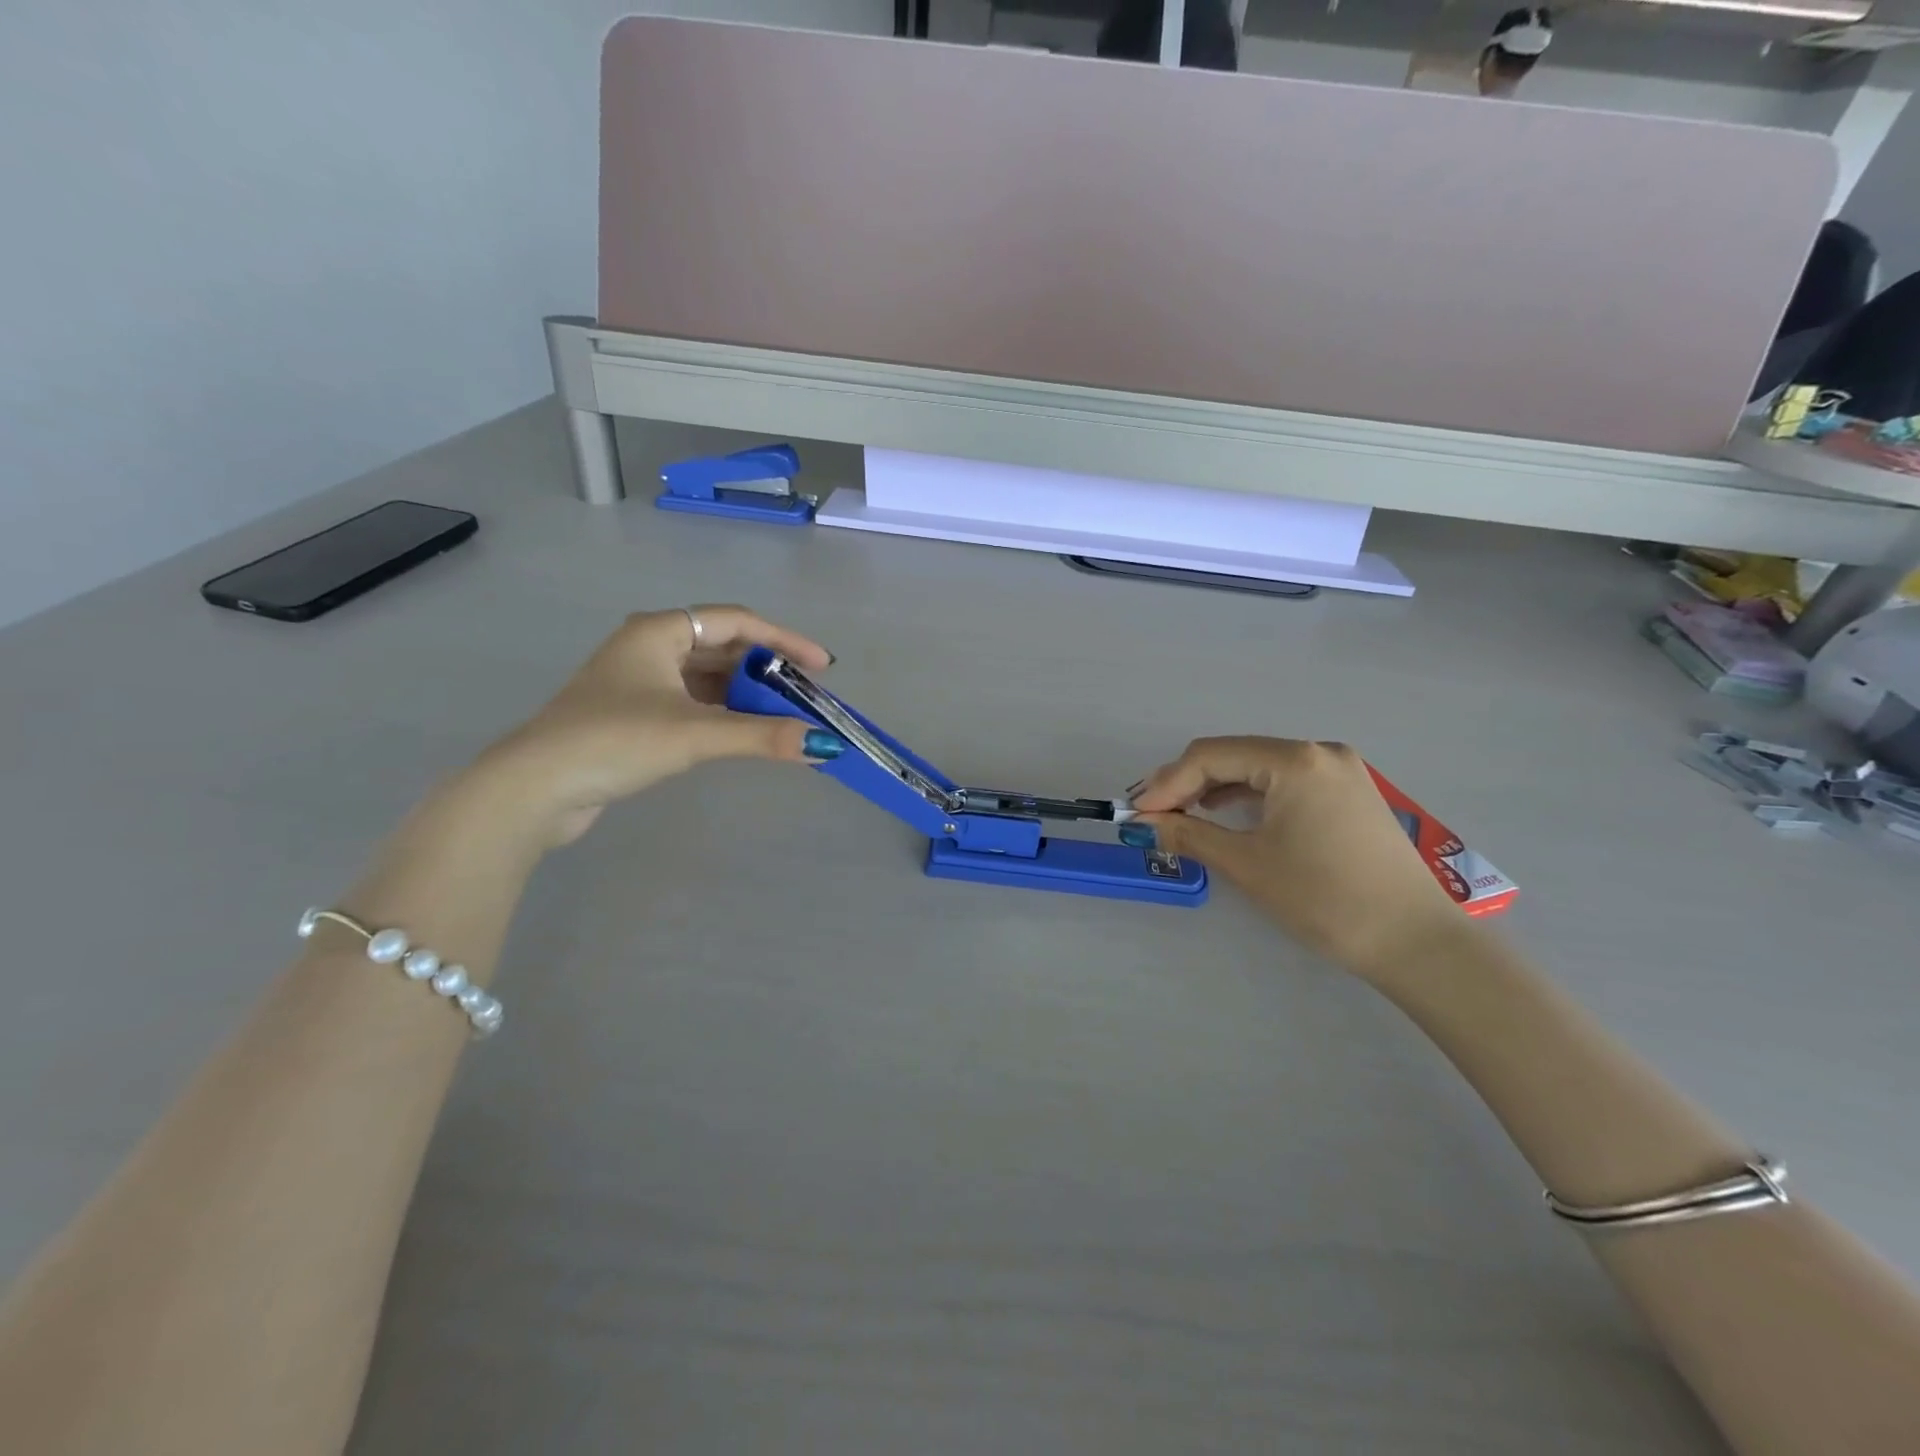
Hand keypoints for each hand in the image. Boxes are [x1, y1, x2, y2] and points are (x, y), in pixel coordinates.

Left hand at [476, 605, 841, 845]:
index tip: (822, 666)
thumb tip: (824, 745)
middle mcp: (650, 646)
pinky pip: (696, 701)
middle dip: (768, 670)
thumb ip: (761, 736)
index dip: (785, 640)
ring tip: (785, 715)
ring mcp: (640, 681)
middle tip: (807, 695)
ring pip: (710, 676)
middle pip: (725, 647)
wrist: (533, 789)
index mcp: (659, 631)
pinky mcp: (635, 713)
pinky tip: (746, 731)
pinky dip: (726, 712)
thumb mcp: (693, 734)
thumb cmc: (613, 742)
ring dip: (748, 693)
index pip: (737, 621)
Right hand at [1129, 737, 1464, 976]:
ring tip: (1180, 815)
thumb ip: (1189, 835)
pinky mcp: (1349, 793)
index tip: (1135, 813)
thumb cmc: (1325, 898)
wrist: (1415, 942)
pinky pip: (1284, 782)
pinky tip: (1226, 814)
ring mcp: (1339, 771)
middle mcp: (1318, 752)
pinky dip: (1249, 797)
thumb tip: (1143, 824)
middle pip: (1234, 755)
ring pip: (1258, 768)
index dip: (1166, 783)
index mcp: (1295, 760)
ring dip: (1215, 789)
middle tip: (1150, 813)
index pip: (1211, 756)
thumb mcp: (1247, 864)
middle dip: (1187, 783)